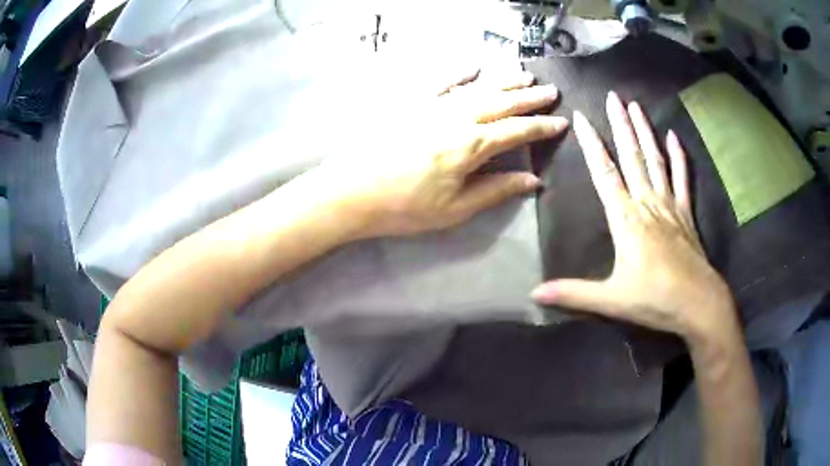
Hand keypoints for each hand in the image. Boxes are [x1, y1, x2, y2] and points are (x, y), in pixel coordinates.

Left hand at [303, 70, 568, 238]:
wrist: (352, 192)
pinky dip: (459, 72)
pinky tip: (472, 66)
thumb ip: (496, 190)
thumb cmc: (404, 207)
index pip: (516, 131)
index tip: (560, 122)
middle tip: (551, 90)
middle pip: (501, 102)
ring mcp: (432, 105)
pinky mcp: (411, 103)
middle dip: (529, 97)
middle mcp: (456, 117)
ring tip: (524, 75)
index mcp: (471, 146)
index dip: (541, 127)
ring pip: (477, 87)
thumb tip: (532, 180)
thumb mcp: (455, 209)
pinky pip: (440, 81)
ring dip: (503, 80)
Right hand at [532, 91, 736, 340]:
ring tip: (636, 106)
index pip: (604, 173)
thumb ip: (572, 294)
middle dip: (620, 124)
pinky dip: (679, 156)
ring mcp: (670, 205)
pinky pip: (683, 178)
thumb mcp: (610, 300)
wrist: (697, 304)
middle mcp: (647, 203)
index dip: (591, 144)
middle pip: (632, 156)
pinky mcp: (686, 213)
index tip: (581, 117)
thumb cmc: (654, 300)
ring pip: (655, 160)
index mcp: (626, 219)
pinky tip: (674, 136)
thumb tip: (533, 293)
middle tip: (613, 96)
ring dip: (645, 132)